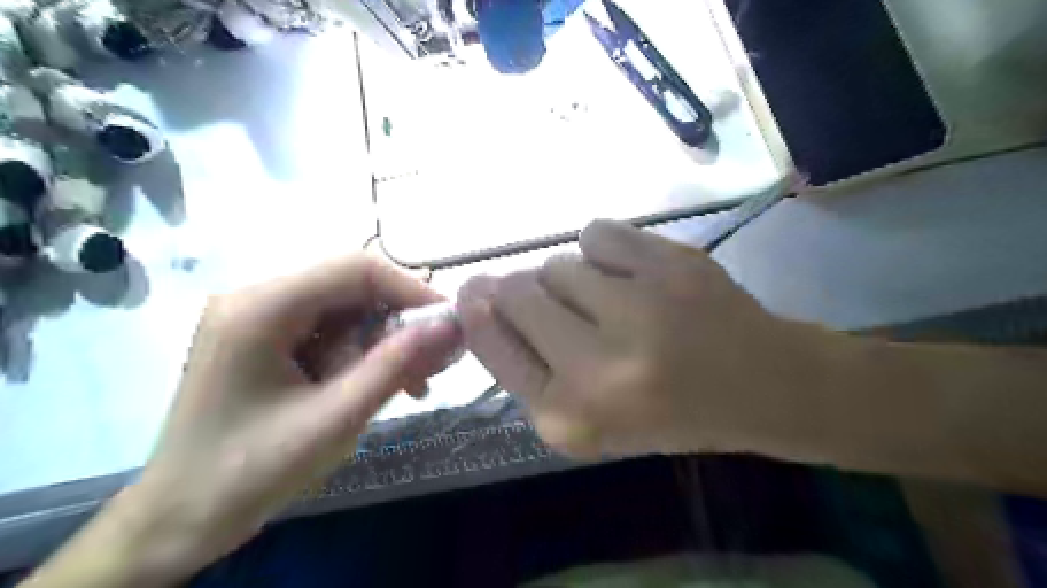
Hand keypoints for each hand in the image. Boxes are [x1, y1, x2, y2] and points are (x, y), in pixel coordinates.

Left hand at [102, 256, 457, 578]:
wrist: (179, 520)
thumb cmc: (251, 472)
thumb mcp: (335, 419)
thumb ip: (396, 366)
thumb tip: (451, 328)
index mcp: (262, 307)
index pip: (355, 270)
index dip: (411, 290)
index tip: (450, 324)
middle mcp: (258, 299)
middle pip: (352, 290)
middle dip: (398, 325)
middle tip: (435, 363)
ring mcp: (260, 319)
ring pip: (347, 313)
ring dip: (383, 346)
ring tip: (411, 385)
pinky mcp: (267, 340)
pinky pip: (330, 333)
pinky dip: (361, 356)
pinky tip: (379, 385)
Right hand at [459, 217, 835, 457]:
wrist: (762, 386)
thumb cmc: (667, 412)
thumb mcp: (586, 416)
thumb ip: (528, 364)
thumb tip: (482, 297)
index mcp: (571, 417)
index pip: (495, 346)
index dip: (478, 313)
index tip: (473, 292)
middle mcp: (597, 368)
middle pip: (518, 292)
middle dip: (522, 291)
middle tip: (557, 302)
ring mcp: (639, 309)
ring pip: (559, 262)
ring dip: (572, 279)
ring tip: (610, 300)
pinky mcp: (672, 265)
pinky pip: (597, 232)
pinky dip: (603, 249)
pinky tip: (630, 274)